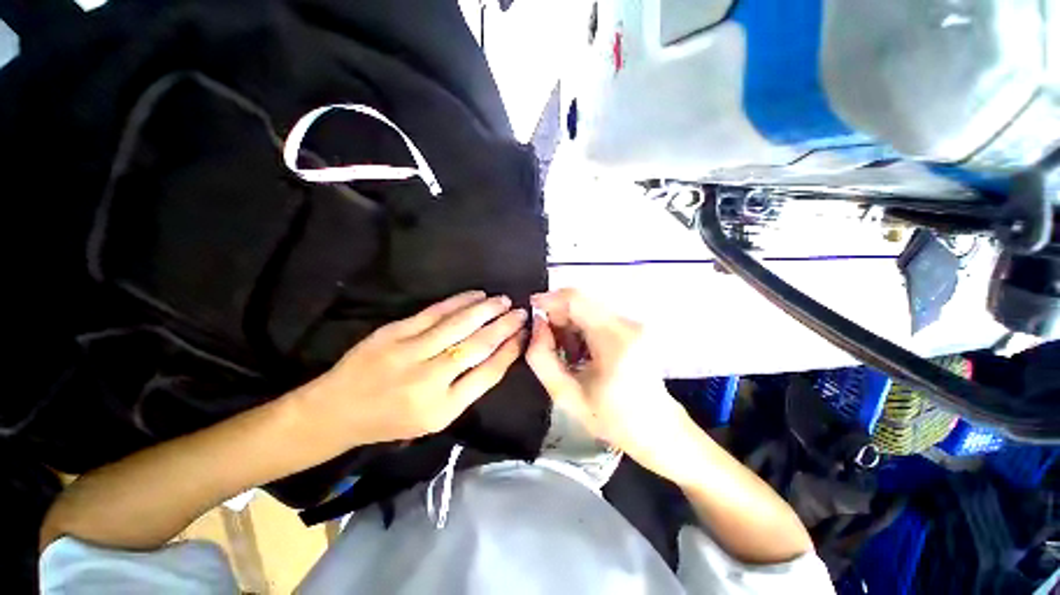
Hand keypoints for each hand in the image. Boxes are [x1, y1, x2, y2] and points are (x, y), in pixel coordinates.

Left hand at [300, 291, 526, 447]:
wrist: (337, 410)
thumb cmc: (392, 420)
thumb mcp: (436, 418)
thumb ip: (467, 389)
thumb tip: (498, 354)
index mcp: (443, 408)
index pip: (488, 373)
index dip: (510, 350)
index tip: (523, 334)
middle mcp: (429, 380)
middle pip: (477, 346)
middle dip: (504, 326)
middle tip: (521, 312)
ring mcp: (409, 352)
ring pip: (459, 324)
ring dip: (486, 309)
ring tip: (504, 300)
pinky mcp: (394, 332)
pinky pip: (435, 312)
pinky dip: (459, 301)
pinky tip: (476, 295)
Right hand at [526, 289, 698, 482]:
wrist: (657, 429)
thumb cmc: (612, 419)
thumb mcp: (566, 395)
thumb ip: (542, 357)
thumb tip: (537, 324)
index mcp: (614, 339)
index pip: (576, 299)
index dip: (549, 299)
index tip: (531, 310)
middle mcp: (627, 323)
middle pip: (581, 302)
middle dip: (557, 315)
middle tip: (545, 341)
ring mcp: (633, 324)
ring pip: (588, 308)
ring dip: (569, 323)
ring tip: (565, 353)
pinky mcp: (633, 328)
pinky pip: (598, 317)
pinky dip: (581, 328)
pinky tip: (580, 352)